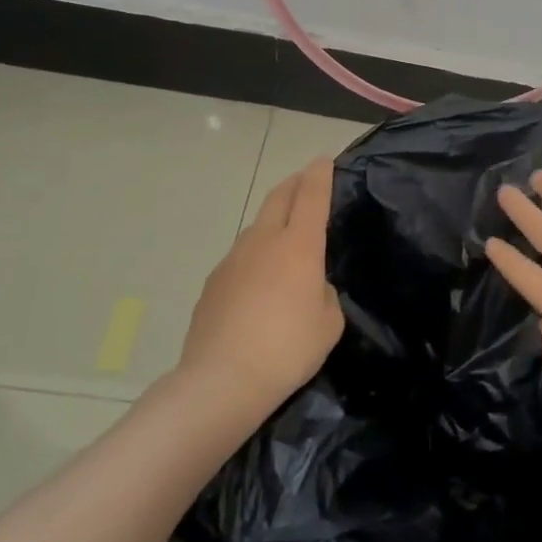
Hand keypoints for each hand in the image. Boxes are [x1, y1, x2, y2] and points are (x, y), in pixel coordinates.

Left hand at [179, 157, 343, 417]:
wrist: (221, 381)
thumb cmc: (287, 349)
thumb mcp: (329, 322)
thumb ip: (323, 293)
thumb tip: (309, 286)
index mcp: (299, 245)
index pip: (312, 195)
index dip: (320, 174)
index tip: (324, 160)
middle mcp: (264, 241)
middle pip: (278, 197)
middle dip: (294, 184)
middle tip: (305, 181)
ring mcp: (233, 260)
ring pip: (257, 226)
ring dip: (273, 221)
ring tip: (285, 237)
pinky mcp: (213, 283)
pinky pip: (240, 257)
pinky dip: (255, 256)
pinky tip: (259, 283)